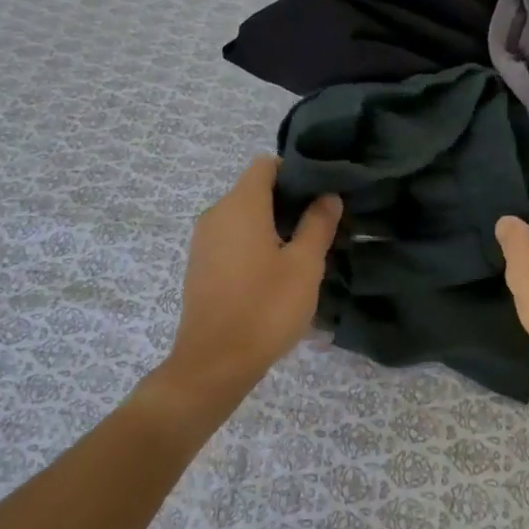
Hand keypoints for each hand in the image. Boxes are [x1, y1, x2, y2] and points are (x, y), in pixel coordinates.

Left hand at [165, 157, 341, 394]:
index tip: (321, 193)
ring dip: (273, 227)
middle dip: (288, 202)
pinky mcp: (201, 266)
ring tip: (304, 252)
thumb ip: (318, 224)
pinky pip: (232, 240)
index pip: (266, 166)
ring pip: (244, 218)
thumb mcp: (304, 265)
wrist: (215, 362)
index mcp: (240, 205)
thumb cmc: (265, 308)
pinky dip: (255, 245)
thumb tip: (327, 196)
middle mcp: (216, 214)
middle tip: (322, 226)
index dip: (295, 172)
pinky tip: (276, 273)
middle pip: (254, 191)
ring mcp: (204, 242)